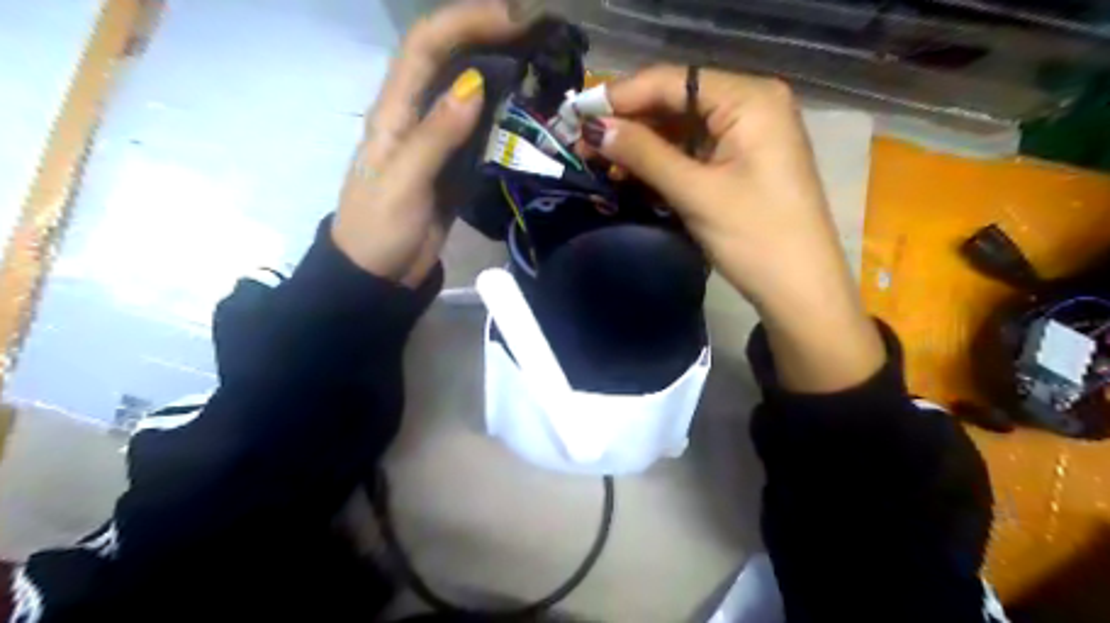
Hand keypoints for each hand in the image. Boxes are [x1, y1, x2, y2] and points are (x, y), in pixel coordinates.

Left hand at [332, 1, 523, 286]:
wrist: (380, 273)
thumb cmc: (379, 229)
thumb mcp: (403, 182)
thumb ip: (435, 135)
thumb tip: (474, 84)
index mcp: (393, 111)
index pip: (425, 47)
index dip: (465, 22)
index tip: (514, 18)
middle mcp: (415, 113)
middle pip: (448, 58)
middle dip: (488, 34)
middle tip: (538, 31)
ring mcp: (437, 139)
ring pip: (467, 89)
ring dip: (499, 67)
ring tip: (540, 57)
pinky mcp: (453, 163)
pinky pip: (479, 127)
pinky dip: (502, 109)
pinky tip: (526, 104)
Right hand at [583, 65, 884, 388]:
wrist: (800, 290)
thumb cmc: (756, 238)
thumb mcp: (696, 192)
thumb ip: (644, 155)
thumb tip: (595, 129)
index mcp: (750, 99)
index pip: (674, 81)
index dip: (622, 96)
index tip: (578, 116)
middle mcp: (751, 105)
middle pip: (676, 101)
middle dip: (629, 124)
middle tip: (583, 145)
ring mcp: (747, 135)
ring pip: (680, 129)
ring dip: (640, 145)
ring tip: (598, 163)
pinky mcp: (741, 163)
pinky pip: (692, 152)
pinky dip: (661, 163)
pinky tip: (630, 174)